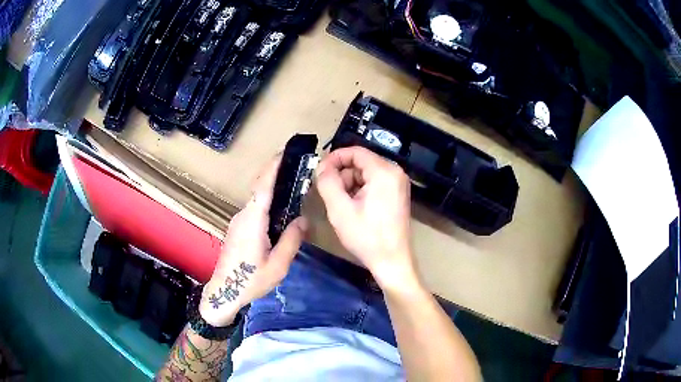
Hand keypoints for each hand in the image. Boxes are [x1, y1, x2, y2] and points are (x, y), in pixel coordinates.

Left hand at [199, 157, 307, 326]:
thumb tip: (302, 220)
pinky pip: (254, 209)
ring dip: (271, 187)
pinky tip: (279, 209)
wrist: (224, 292)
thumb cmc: (251, 281)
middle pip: (258, 188)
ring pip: (256, 199)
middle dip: (274, 172)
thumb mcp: (278, 265)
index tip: (284, 152)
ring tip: (292, 184)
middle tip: (295, 165)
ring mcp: (238, 222)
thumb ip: (291, 240)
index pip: (263, 187)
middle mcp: (243, 216)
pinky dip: (267, 201)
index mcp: (253, 221)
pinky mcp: (237, 229)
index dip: (273, 167)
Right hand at [316, 147, 420, 291]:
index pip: (355, 152)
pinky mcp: (398, 194)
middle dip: (342, 175)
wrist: (392, 261)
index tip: (319, 172)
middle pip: (361, 162)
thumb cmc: (366, 237)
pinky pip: (374, 183)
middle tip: (331, 195)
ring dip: (350, 185)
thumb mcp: (339, 209)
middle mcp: (395, 172)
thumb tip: (322, 167)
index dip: (334, 158)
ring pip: (366, 173)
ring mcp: (399, 183)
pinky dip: (360, 191)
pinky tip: (354, 208)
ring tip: (343, 206)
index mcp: (384, 171)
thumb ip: (327, 182)